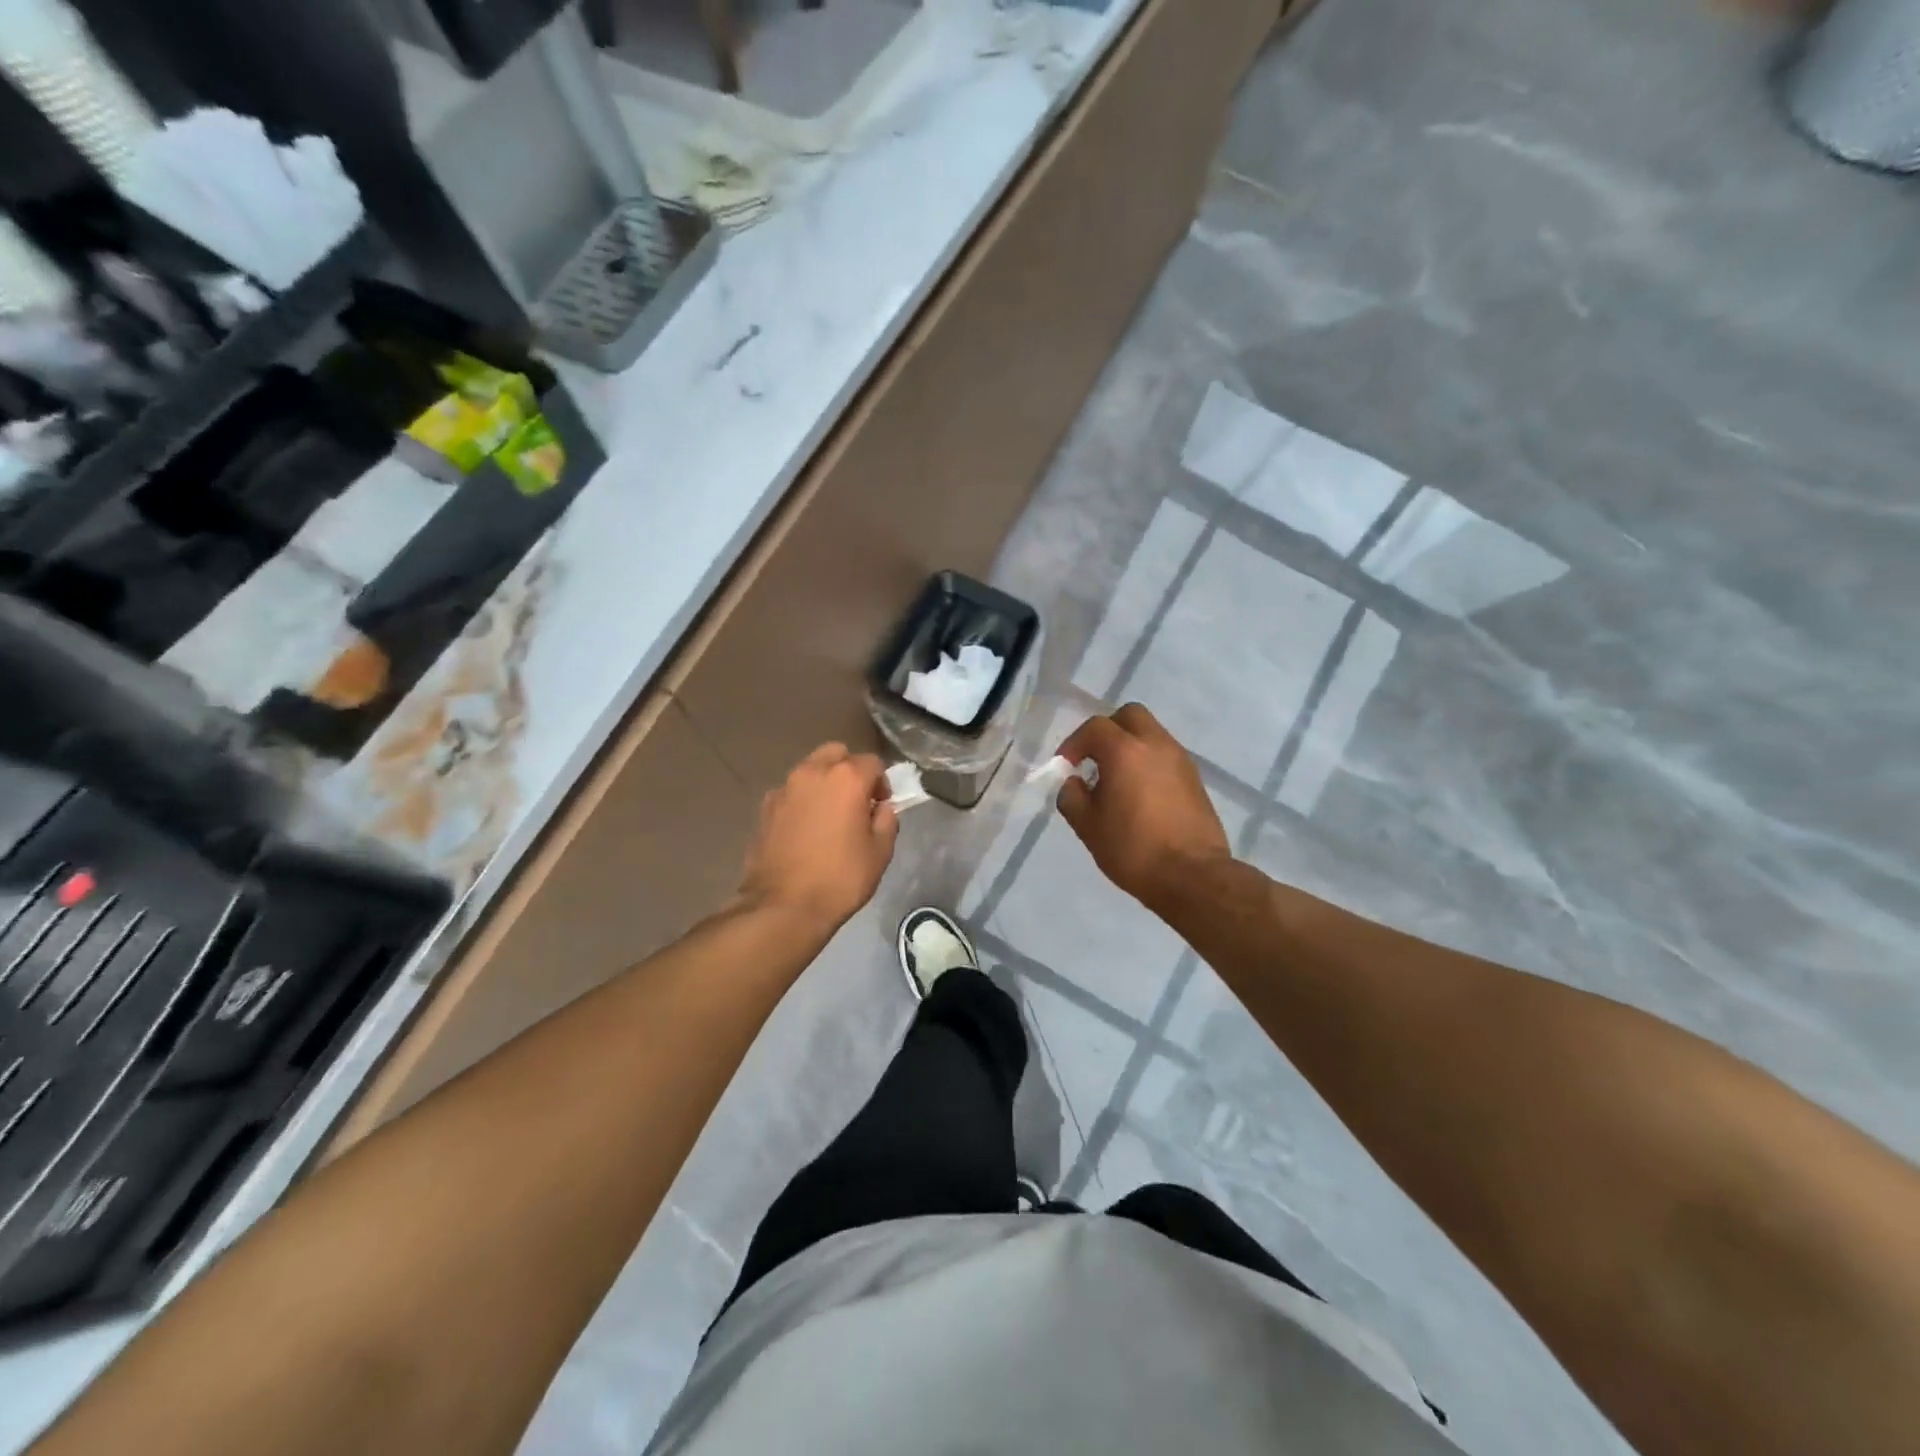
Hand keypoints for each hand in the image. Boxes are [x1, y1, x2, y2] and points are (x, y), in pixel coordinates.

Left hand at [739, 743, 897, 932]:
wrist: (783, 906)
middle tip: (856, 801)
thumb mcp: (880, 853)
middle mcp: (812, 773)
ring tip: (829, 815)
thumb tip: (881, 808)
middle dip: (850, 770)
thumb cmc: (840, 879)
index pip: (872, 762)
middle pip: (836, 753)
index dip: (881, 783)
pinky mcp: (764, 808)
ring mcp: (784, 788)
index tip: (880, 806)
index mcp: (846, 778)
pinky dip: (802, 800)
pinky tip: (805, 829)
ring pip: (810, 769)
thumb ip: (886, 821)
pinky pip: (790, 792)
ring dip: (824, 782)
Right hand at [1057, 705, 1230, 914]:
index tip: (1065, 765)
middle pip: (1130, 716)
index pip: (1095, 727)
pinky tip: (1140, 795)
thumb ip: (1072, 797)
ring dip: (1130, 747)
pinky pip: (1165, 756)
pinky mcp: (1195, 779)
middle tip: (1094, 759)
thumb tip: (1074, 783)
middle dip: (1107, 731)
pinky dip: (1148, 763)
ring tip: (1116, 781)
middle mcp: (1156, 745)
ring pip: (1151, 734)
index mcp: (1125, 751)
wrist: (1192, 876)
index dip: (1074, 742)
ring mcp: (1180, 760)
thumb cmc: (1133, 848)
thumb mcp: (1088, 826)